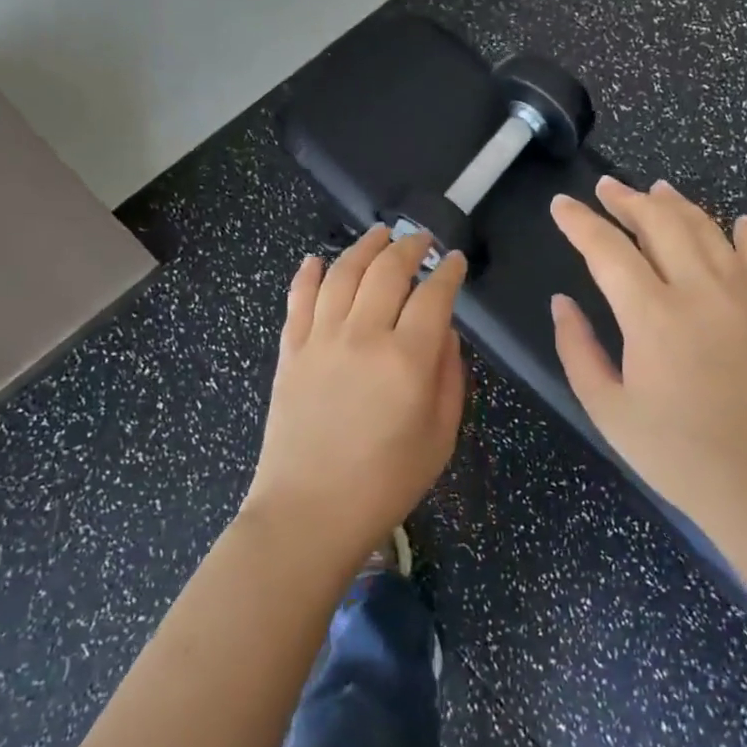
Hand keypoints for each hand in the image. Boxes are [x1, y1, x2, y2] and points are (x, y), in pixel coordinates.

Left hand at [244, 226, 467, 566]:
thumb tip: (444, 331)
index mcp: (407, 359)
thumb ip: (449, 375)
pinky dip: (308, 273)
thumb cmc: (386, 482)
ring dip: (364, 247)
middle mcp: (363, 336)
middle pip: (388, 271)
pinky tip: (317, 259)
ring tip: (379, 234)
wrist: (309, 512)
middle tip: (422, 239)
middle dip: (410, 247)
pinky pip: (298, 298)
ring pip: (343, 273)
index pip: (434, 295)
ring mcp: (321, 339)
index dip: (448, 272)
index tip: (456, 261)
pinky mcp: (291, 350)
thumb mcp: (440, 435)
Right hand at [549, 178, 746, 550]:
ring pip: (707, 230)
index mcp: (653, 315)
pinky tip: (740, 221)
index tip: (560, 205)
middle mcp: (700, 291)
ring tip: (655, 188)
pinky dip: (744, 235)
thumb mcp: (608, 409)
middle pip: (661, 223)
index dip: (580, 223)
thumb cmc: (678, 455)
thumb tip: (562, 302)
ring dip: (677, 205)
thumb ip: (577, 349)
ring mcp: (743, 297)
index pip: (608, 250)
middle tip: (604, 187)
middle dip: (627, 200)